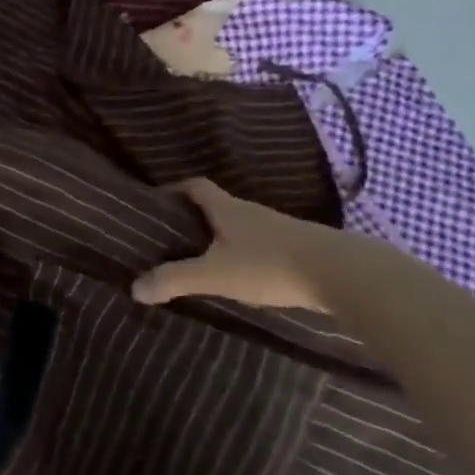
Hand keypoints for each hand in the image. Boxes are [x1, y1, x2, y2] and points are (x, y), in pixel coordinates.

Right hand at [131, 177, 348, 311]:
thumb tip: (134, 288)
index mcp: (227, 209)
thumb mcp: (214, 274)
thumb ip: (174, 280)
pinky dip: (245, 254)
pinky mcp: (298, 249)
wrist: (340, 272)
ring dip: (221, 238)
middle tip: (172, 237)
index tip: (157, 202)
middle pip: (218, 206)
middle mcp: (251, 212)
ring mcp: (278, 229)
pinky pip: (261, 245)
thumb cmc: (268, 265)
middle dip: (194, 218)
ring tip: (202, 259)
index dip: (174, 190)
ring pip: (240, 227)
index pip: (195, 186)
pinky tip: (242, 277)